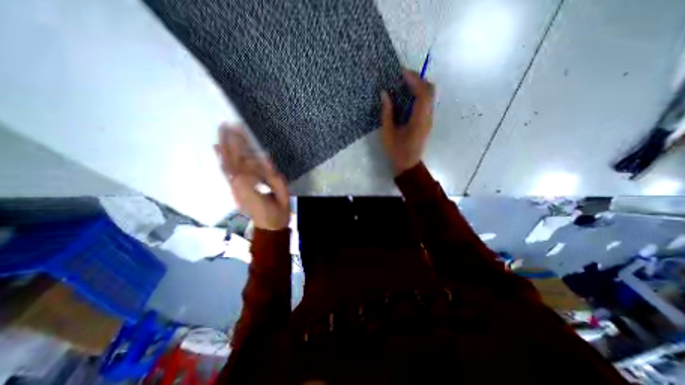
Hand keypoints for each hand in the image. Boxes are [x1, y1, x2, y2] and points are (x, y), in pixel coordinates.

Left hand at [213, 125, 287, 229]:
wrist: (269, 227)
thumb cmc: (279, 212)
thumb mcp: (283, 195)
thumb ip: (274, 178)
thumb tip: (265, 157)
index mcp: (253, 188)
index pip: (244, 164)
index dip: (240, 147)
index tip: (240, 130)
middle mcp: (239, 187)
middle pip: (231, 162)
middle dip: (228, 143)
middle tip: (226, 124)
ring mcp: (234, 189)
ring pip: (226, 166)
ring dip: (223, 148)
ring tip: (221, 131)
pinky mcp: (234, 190)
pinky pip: (225, 173)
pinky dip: (220, 160)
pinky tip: (216, 149)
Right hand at [378, 70, 435, 173]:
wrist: (408, 165)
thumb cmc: (396, 151)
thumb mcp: (387, 133)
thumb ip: (387, 113)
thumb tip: (385, 93)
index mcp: (419, 120)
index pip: (422, 94)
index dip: (414, 80)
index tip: (401, 73)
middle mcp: (428, 117)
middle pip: (430, 90)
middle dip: (418, 79)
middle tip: (402, 77)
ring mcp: (429, 119)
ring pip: (430, 95)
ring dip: (419, 85)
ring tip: (403, 83)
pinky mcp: (427, 121)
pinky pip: (426, 102)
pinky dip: (419, 94)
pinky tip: (407, 95)